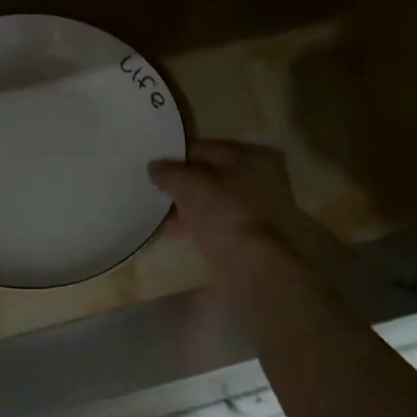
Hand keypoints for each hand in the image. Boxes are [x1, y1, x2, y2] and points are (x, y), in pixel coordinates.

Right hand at [148, 139, 311, 257]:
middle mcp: (262, 179)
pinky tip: (173, 231)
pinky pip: (218, 223)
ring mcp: (260, 210)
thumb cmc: (226, 214)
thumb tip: (155, 166)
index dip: (177, 156)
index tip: (154, 167)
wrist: (257, 268)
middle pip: (211, 175)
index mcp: (253, 156)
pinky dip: (197, 224)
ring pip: (214, 201)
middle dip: (182, 184)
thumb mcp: (189, 186)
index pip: (206, 148)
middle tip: (154, 191)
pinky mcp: (253, 237)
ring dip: (187, 206)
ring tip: (158, 214)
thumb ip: (169, 172)